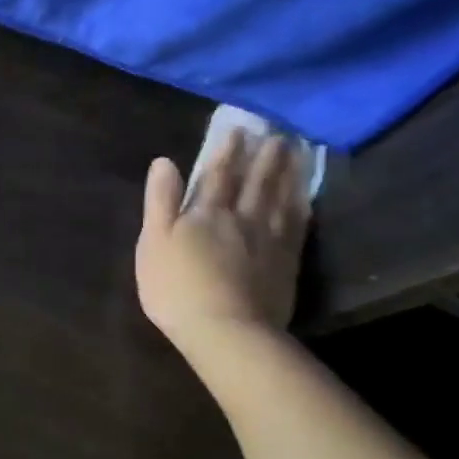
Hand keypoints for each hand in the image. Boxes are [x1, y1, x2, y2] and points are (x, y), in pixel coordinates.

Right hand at [135, 130, 309, 350]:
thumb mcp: (153, 242)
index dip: (226, 150)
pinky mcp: (287, 263)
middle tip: (276, 133)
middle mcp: (241, 218)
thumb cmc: (177, 287)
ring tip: (296, 152)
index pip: (217, 174)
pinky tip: (305, 197)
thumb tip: (164, 161)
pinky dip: (302, 206)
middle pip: (255, 181)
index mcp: (205, 213)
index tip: (238, 128)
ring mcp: (269, 240)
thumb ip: (160, 201)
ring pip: (281, 198)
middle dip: (263, 156)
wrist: (226, 331)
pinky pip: (298, 226)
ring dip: (288, 173)